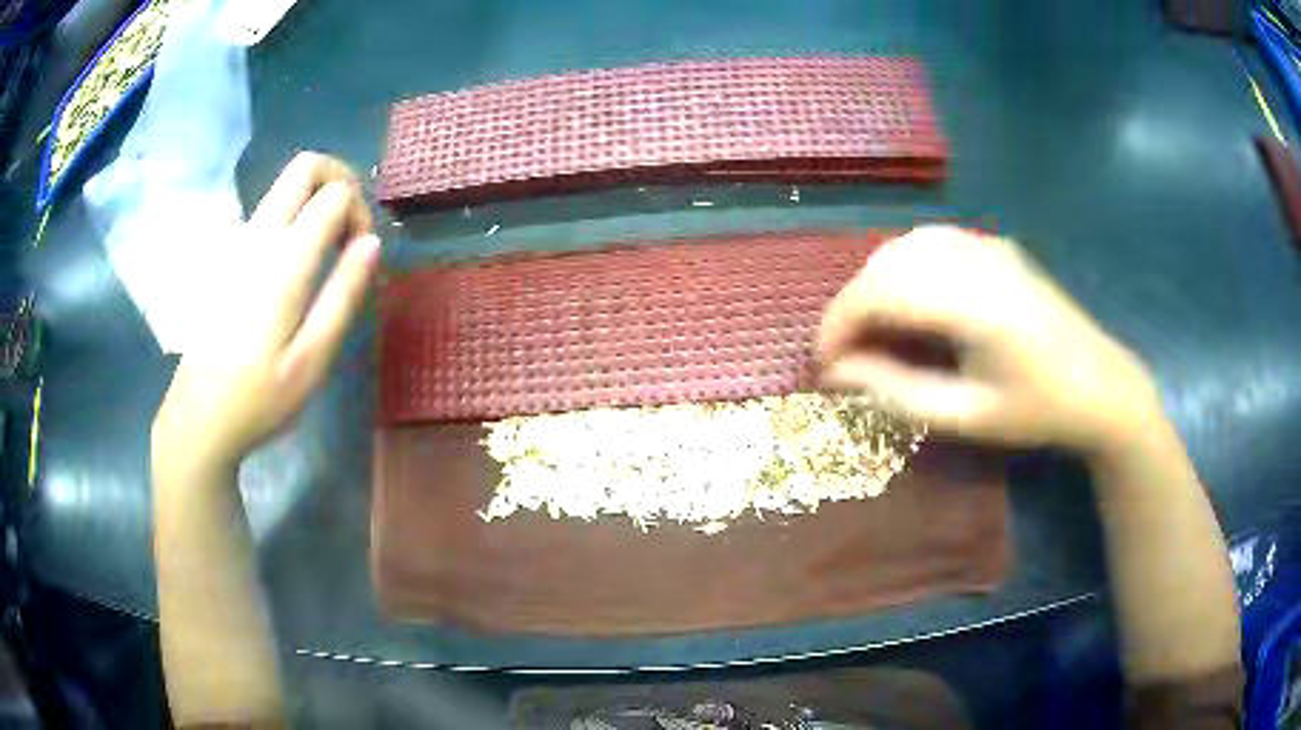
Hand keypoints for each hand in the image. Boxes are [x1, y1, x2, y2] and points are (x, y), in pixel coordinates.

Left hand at [152, 152, 379, 471]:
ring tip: (329, 249)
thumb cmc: (260, 397)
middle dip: (340, 180)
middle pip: (306, 165)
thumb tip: (373, 242)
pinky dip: (296, 214)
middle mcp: (260, 236)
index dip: (361, 212)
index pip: (336, 193)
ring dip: (317, 197)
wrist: (199, 416)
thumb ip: (344, 295)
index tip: (361, 257)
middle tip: (350, 228)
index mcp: (285, 260)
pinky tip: (298, 264)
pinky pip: (270, 208)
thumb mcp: (313, 360)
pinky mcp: (229, 256)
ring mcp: (240, 242)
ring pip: (286, 183)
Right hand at [817, 226, 1161, 453]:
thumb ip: (898, 392)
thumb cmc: (1039, 411)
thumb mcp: (967, 417)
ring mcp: (988, 245)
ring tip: (871, 331)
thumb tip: (838, 374)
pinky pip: (931, 242)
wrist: (1101, 385)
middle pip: (887, 263)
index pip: (881, 294)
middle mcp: (976, 259)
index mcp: (974, 304)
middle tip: (843, 355)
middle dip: (851, 306)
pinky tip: (907, 301)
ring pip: (905, 245)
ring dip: (874, 284)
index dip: (839, 325)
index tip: (822, 366)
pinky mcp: (996, 246)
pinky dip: (903, 268)